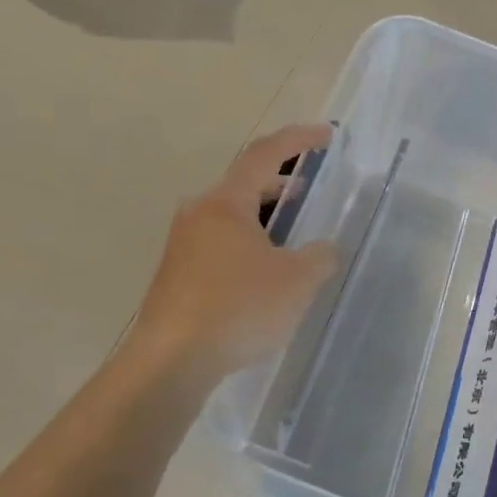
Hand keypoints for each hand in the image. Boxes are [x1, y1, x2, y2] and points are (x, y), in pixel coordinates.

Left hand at [128, 125, 338, 383]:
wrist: (171, 361)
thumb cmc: (238, 308)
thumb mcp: (297, 281)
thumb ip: (320, 257)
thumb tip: (323, 250)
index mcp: (225, 203)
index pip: (264, 155)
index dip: (298, 140)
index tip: (326, 135)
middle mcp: (198, 214)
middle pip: (243, 184)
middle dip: (280, 181)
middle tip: (310, 189)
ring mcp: (182, 245)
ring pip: (230, 217)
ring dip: (263, 217)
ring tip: (291, 232)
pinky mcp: (177, 275)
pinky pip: (220, 244)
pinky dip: (247, 243)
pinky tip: (263, 272)